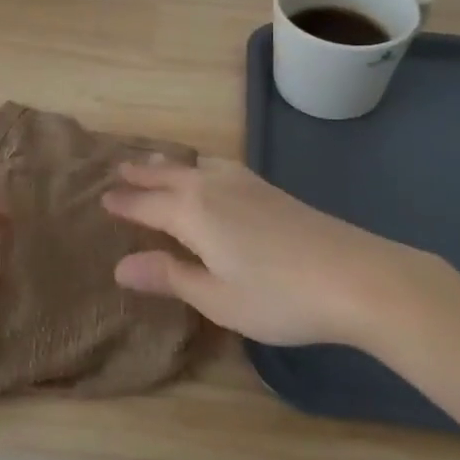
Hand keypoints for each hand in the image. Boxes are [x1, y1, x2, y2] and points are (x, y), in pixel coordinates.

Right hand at [101, 158, 434, 345]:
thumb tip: (120, 266)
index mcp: (194, 213)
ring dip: (171, 164)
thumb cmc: (280, 297)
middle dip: (142, 174)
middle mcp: (214, 189)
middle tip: (118, 168)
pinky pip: (219, 166)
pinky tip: (210, 173)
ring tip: (156, 162)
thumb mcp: (217, 298)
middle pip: (169, 176)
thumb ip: (170, 276)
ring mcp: (246, 184)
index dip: (124, 204)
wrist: (357, 276)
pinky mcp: (270, 189)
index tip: (101, 198)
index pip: (148, 204)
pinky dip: (199, 166)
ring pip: (197, 166)